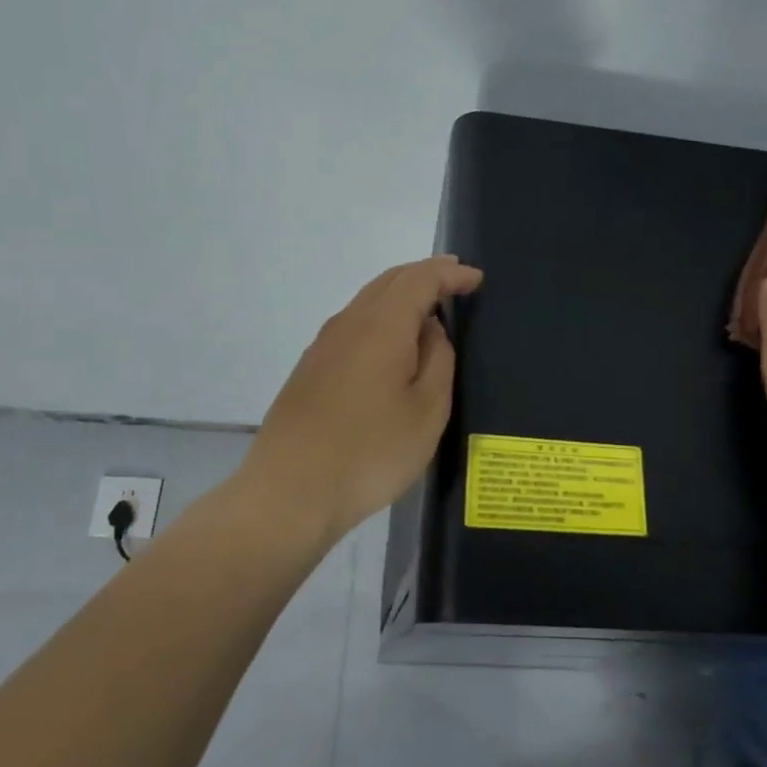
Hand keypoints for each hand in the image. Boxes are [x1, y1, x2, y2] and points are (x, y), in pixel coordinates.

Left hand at [240, 255, 483, 545]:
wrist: (290, 493)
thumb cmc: (371, 453)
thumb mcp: (427, 410)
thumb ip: (438, 360)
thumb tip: (430, 330)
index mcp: (381, 326)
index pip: (419, 279)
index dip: (450, 273)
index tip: (477, 279)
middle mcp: (348, 324)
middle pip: (388, 281)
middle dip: (424, 275)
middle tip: (455, 280)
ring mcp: (322, 347)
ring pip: (366, 302)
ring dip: (400, 296)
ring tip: (428, 309)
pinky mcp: (309, 370)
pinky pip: (353, 326)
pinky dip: (380, 319)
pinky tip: (390, 345)